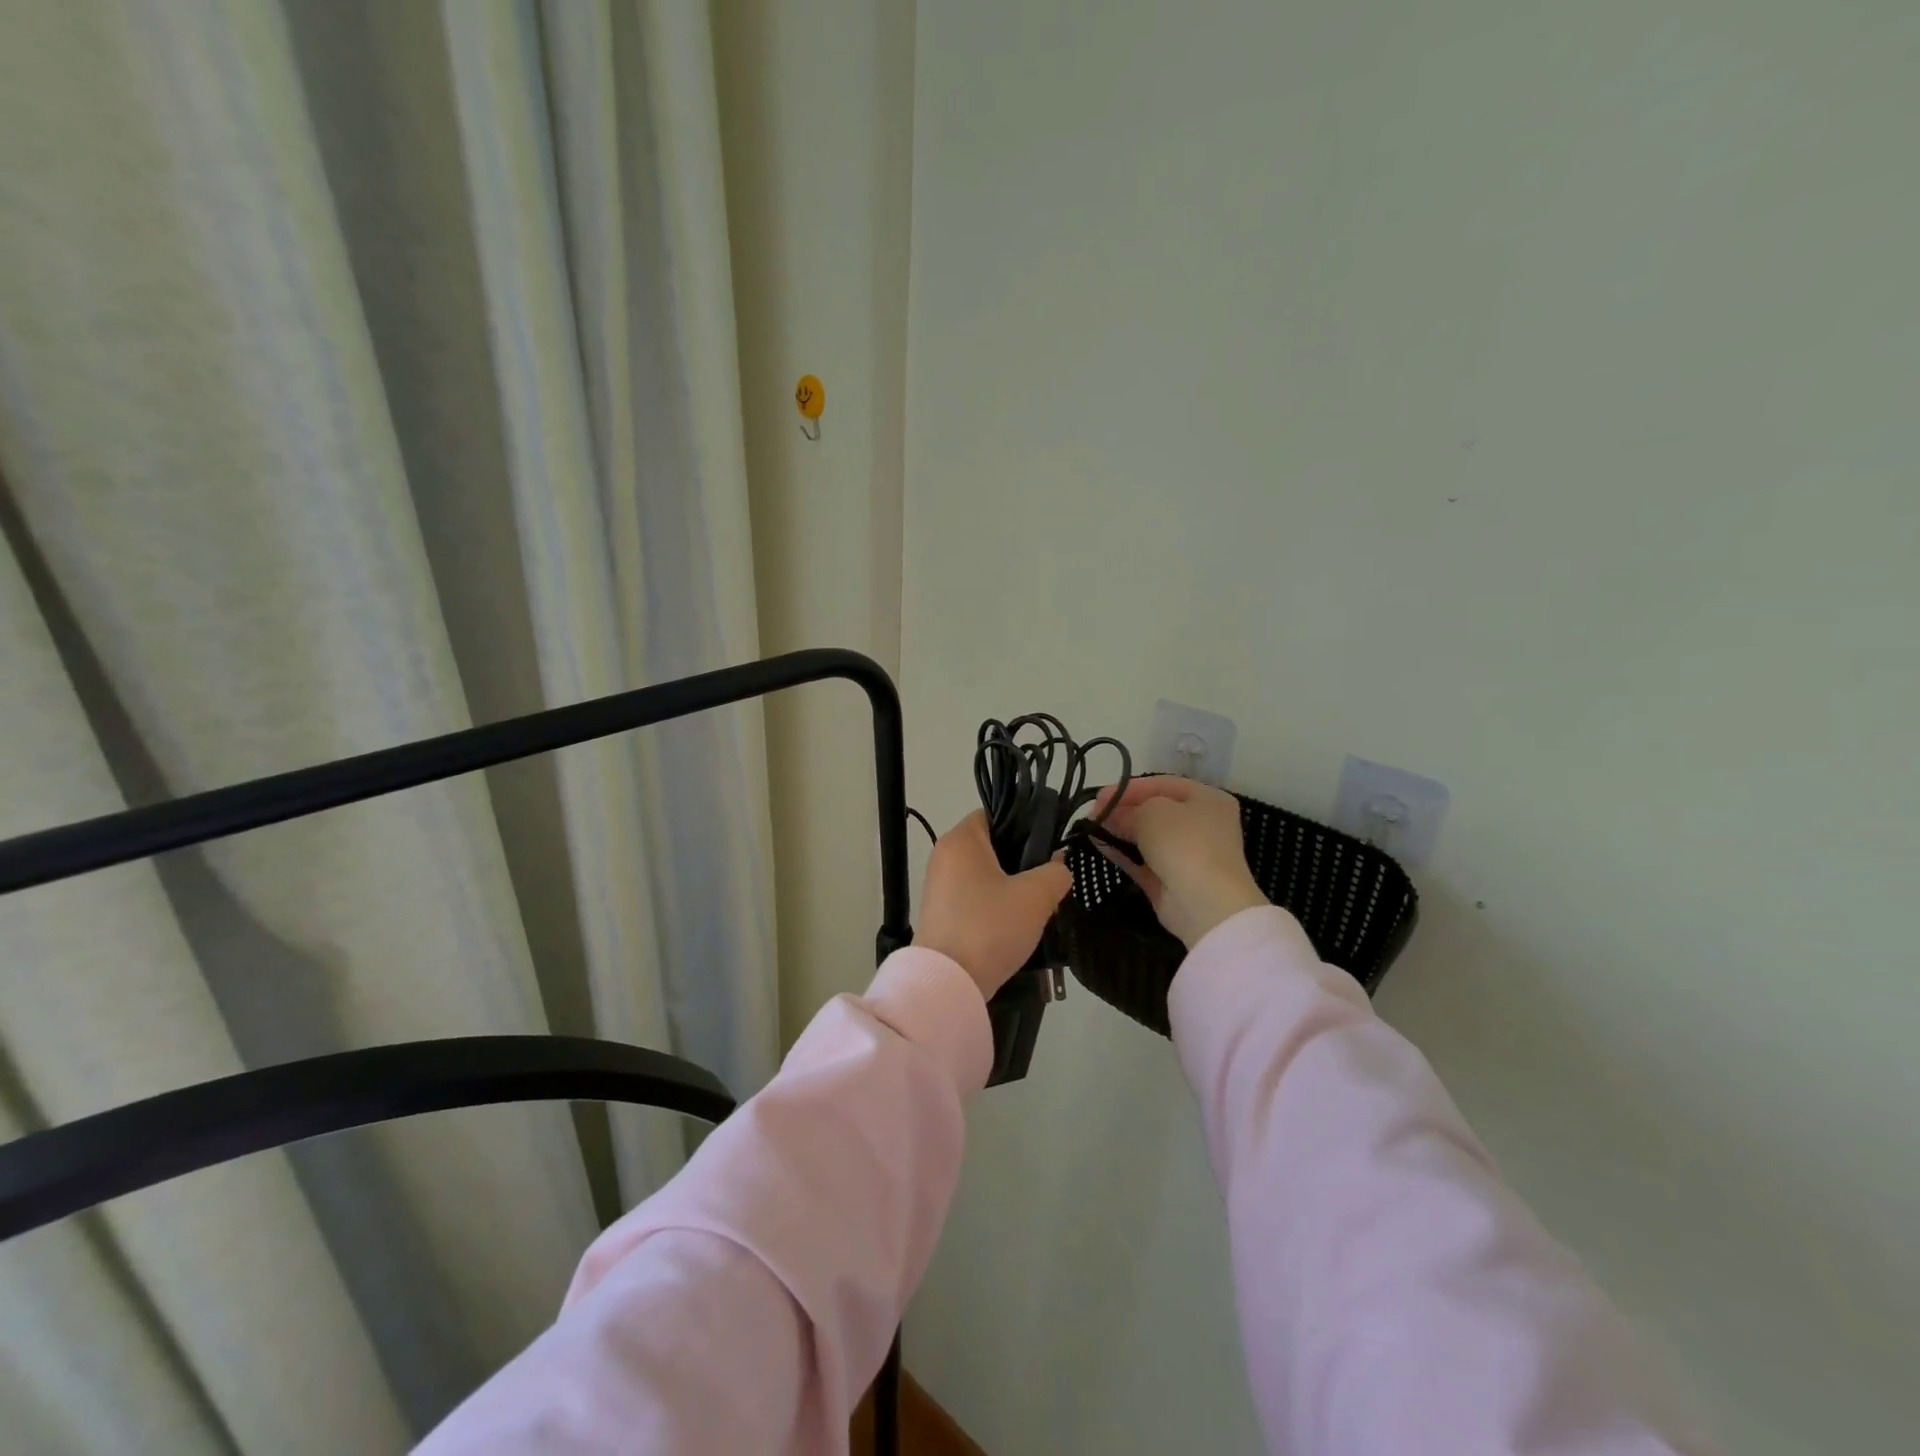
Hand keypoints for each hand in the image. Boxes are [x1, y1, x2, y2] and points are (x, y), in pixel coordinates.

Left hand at [915, 810, 1073, 999]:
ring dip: (1010, 887)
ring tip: (1037, 904)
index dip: (1026, 826)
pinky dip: (994, 906)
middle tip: (1050, 878)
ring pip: (984, 875)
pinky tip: (1014, 924)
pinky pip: (974, 898)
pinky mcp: (940, 914)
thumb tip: (1058, 866)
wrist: (949, 983)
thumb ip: (1055, 873)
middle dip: (1022, 860)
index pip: (996, 815)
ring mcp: (938, 886)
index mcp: (961, 839)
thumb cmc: (990, 927)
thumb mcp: (1036, 897)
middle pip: (991, 846)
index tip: (1050, 847)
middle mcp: (944, 856)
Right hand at [1092, 777, 1266, 948]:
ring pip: (1148, 837)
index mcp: (1208, 799)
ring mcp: (1188, 855)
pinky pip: (1143, 861)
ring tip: (1091, 827)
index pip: (1163, 785)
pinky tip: (1099, 845)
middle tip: (1093, 812)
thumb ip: (1129, 810)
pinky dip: (1122, 853)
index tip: (1100, 795)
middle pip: (1155, 811)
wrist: (1206, 904)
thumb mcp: (1152, 812)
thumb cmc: (1184, 843)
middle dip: (1122, 809)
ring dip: (1119, 831)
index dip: (1130, 787)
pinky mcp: (1172, 881)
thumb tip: (1113, 816)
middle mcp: (1202, 825)